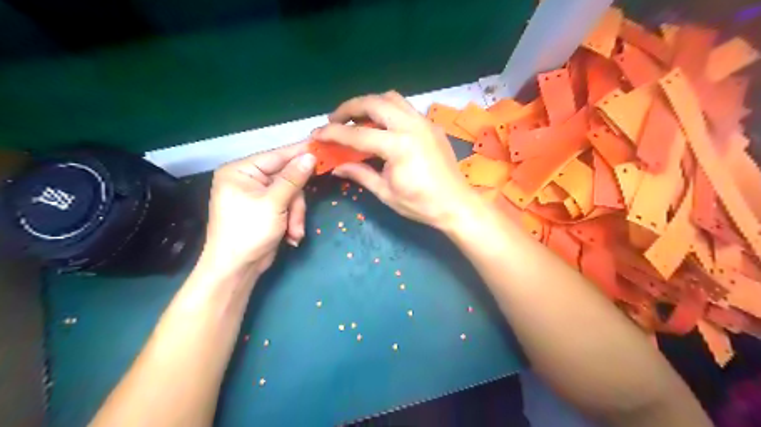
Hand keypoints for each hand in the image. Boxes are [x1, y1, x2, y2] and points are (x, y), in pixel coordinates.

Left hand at [201, 144, 317, 274]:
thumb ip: (293, 178)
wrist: (236, 269)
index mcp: (241, 171)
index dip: (299, 153)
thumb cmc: (249, 231)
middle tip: (297, 217)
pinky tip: (290, 236)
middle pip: (287, 179)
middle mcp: (248, 180)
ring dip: (295, 215)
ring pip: (291, 195)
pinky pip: (287, 207)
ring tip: (294, 233)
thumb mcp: (274, 202)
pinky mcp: (266, 210)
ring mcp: (257, 196)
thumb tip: (310, 156)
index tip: (321, 148)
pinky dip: (291, 221)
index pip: (276, 156)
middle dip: (295, 202)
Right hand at [311, 92, 474, 227]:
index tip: (316, 134)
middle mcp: (411, 126)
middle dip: (349, 107)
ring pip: (392, 98)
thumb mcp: (386, 193)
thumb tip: (337, 167)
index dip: (333, 133)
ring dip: (370, 103)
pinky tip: (381, 126)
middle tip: (335, 120)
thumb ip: (360, 174)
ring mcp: (424, 122)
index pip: (358, 134)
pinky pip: (405, 107)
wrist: (457, 205)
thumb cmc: (421, 204)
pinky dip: (388, 110)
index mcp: (399, 146)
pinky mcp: (432, 125)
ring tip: (356, 118)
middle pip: (374, 102)